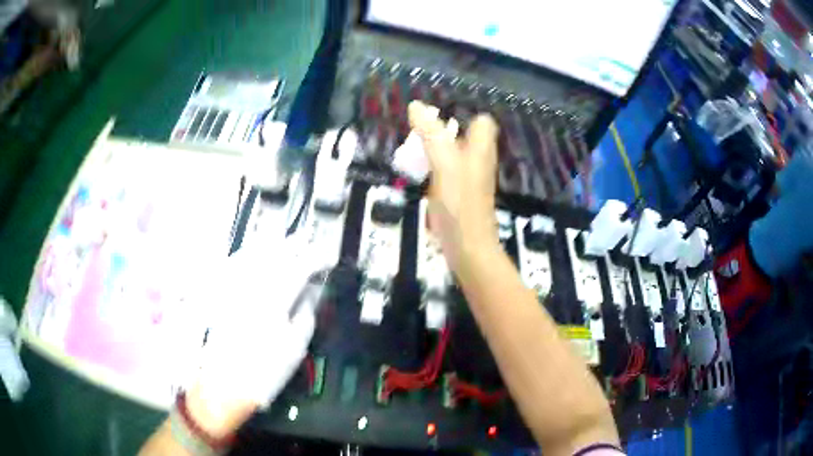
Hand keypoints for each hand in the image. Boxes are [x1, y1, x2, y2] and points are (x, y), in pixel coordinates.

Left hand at [187, 239, 316, 436]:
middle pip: (276, 254)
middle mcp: (252, 286)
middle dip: (296, 244)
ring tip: (287, 240)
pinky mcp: (224, 294)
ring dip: (273, 244)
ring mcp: (235, 288)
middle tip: (309, 241)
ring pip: (255, 254)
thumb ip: (306, 314)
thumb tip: (310, 292)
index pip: (300, 267)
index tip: (328, 258)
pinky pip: (237, 264)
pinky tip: (255, 251)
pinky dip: (250, 253)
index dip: (317, 258)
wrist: (225, 383)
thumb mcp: (296, 347)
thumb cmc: (264, 370)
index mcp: (274, 299)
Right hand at [408, 101, 500, 270]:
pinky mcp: (460, 195)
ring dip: (435, 148)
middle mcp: (478, 161)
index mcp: (480, 149)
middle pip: (465, 136)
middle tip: (418, 132)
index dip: (464, 113)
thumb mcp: (444, 164)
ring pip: (455, 153)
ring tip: (412, 149)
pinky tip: (419, 173)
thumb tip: (415, 105)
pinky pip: (448, 171)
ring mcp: (470, 179)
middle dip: (443, 130)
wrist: (468, 248)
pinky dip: (434, 167)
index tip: (438, 115)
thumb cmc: (459, 205)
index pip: (482, 121)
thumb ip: (431, 134)